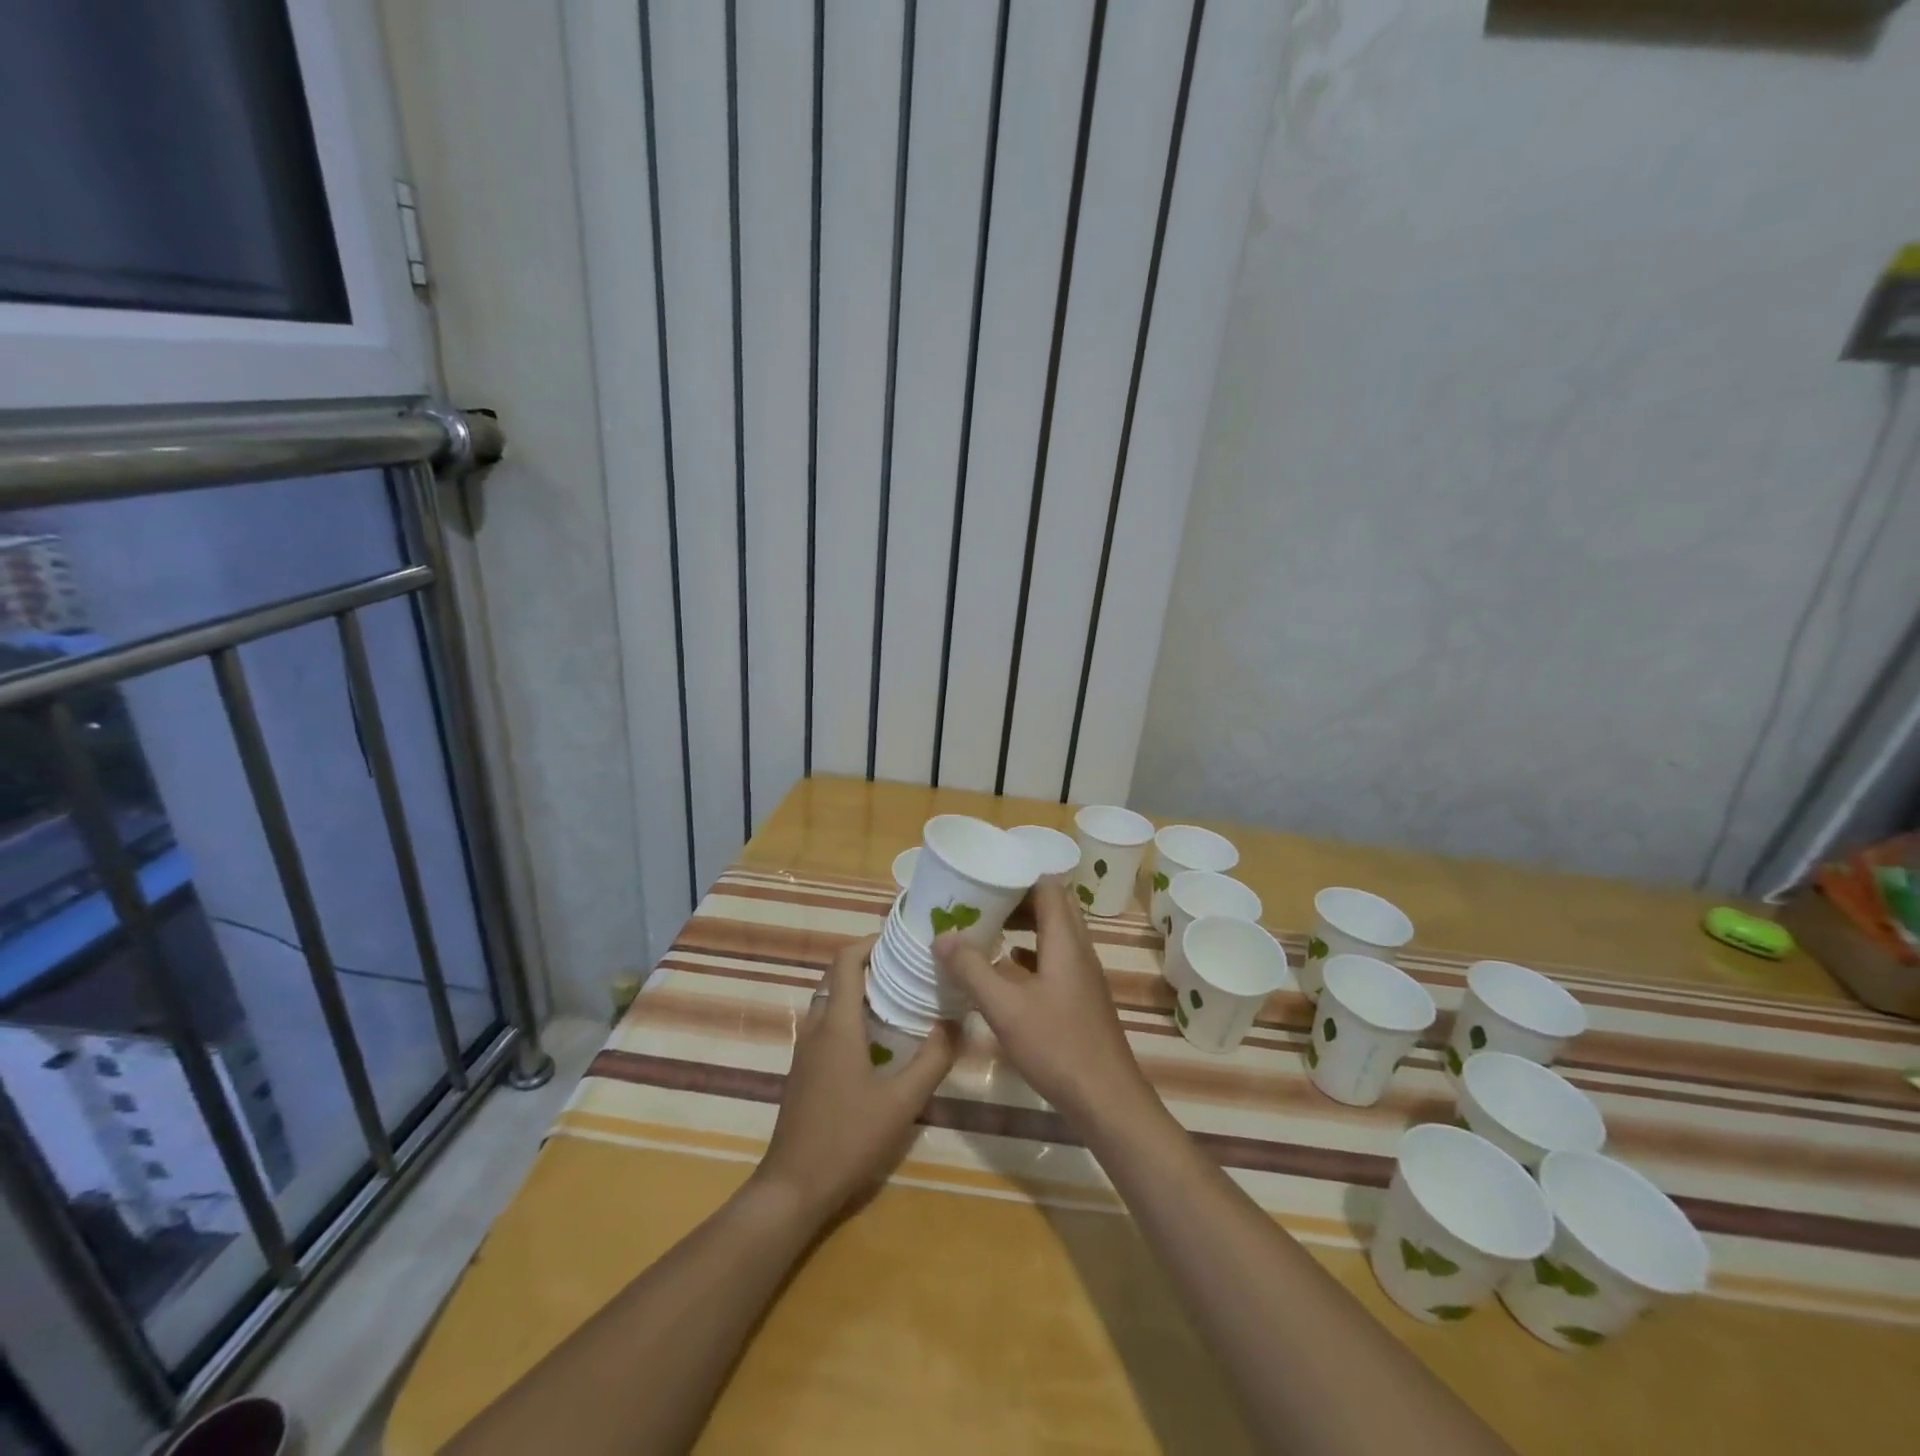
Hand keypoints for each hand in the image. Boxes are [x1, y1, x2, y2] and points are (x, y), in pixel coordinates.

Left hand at [755, 936, 957, 1223]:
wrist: (793, 1188)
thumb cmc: (848, 1139)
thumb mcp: (902, 1102)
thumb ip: (933, 1059)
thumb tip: (955, 1022)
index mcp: (836, 1024)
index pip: (845, 961)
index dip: (870, 942)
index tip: (902, 939)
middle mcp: (816, 1028)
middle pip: (837, 977)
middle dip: (870, 963)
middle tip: (909, 966)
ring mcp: (806, 1050)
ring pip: (831, 1001)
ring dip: (861, 990)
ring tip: (901, 995)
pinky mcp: (804, 1071)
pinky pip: (828, 1024)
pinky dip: (852, 1014)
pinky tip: (880, 1038)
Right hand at [934, 879, 1156, 1129]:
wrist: (1105, 1099)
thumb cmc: (1057, 1046)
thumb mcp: (1006, 1007)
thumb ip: (972, 969)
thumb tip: (942, 935)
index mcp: (1066, 941)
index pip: (1048, 887)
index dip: (1018, 876)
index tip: (985, 877)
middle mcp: (1078, 950)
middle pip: (1051, 907)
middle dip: (1016, 899)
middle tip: (980, 901)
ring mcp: (1082, 975)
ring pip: (1053, 934)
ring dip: (1024, 926)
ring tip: (987, 928)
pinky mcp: (1080, 998)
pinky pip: (1053, 959)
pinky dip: (1029, 955)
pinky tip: (1006, 968)